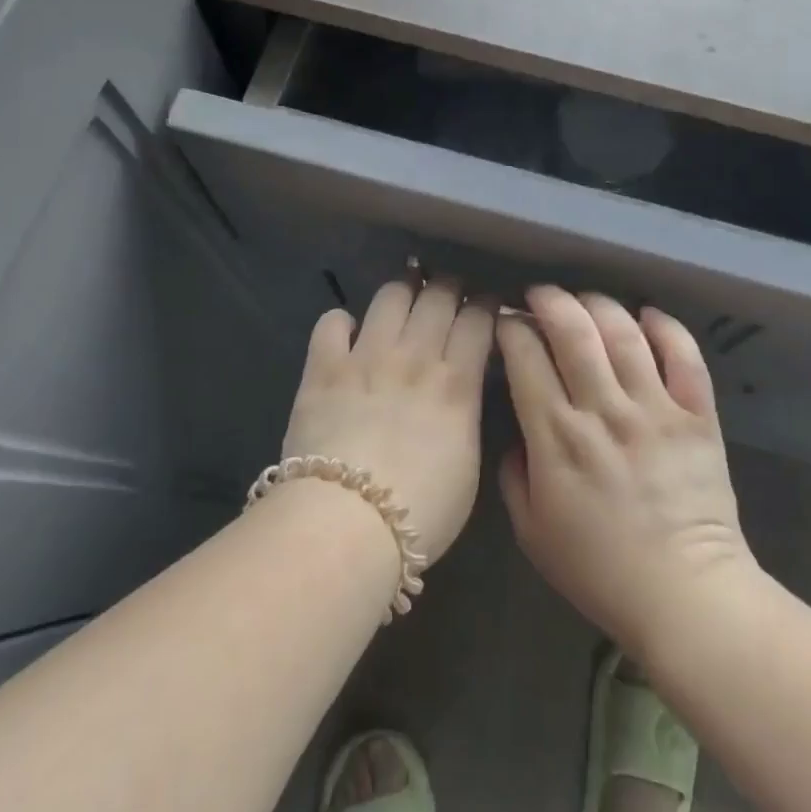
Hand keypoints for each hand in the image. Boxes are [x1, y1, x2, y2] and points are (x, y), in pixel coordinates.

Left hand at [283, 277, 495, 562]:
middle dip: (450, 286)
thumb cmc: (422, 511)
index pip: (478, 319)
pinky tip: (348, 332)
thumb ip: (467, 414)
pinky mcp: (323, 368)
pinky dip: (342, 321)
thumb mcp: (468, 464)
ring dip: (403, 290)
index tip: (487, 302)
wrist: (346, 525)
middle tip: (450, 292)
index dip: (485, 303)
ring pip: (391, 295)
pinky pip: (332, 321)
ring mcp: (366, 357)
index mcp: (456, 382)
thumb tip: (462, 387)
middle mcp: (415, 356)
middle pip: (438, 295)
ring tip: (406, 296)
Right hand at [497, 286, 753, 657]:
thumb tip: (515, 432)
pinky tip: (647, 316)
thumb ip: (513, 475)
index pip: (525, 357)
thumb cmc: (600, 570)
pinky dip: (666, 327)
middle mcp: (603, 410)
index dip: (511, 330)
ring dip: (599, 305)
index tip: (506, 325)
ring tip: (586, 301)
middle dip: (550, 300)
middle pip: (573, 330)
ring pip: (624, 332)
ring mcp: (655, 408)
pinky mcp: (697, 415)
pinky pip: (684, 356)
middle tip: (540, 295)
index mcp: (557, 436)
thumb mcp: (532, 532)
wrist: (685, 596)